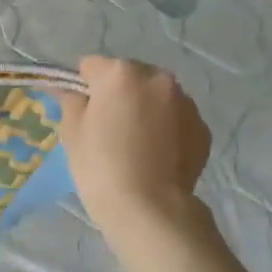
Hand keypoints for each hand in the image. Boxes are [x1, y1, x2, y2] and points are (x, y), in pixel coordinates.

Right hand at [58, 56, 212, 239]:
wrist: (148, 206)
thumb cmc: (99, 166)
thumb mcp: (72, 132)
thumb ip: (70, 102)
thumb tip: (69, 90)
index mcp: (121, 74)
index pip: (91, 65)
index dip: (81, 86)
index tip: (80, 110)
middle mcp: (158, 78)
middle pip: (128, 76)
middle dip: (117, 94)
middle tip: (107, 128)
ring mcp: (185, 102)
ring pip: (155, 96)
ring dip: (143, 109)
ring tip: (133, 144)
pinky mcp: (202, 127)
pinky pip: (175, 118)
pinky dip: (164, 128)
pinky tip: (153, 155)